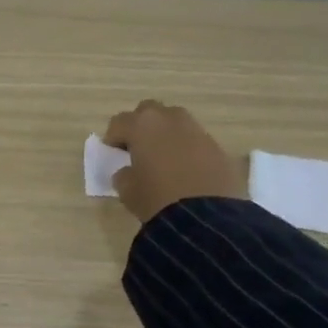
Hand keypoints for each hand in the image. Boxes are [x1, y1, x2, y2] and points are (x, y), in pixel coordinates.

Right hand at [102, 100, 245, 224]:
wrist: (206, 215)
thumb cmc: (156, 198)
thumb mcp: (127, 190)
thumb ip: (123, 174)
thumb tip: (129, 170)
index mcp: (142, 126)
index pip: (119, 122)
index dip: (112, 138)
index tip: (112, 154)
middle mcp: (169, 119)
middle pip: (148, 112)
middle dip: (140, 126)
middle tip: (136, 148)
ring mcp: (196, 129)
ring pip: (174, 122)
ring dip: (164, 134)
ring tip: (161, 158)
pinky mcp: (216, 145)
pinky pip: (193, 139)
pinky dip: (184, 147)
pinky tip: (182, 169)